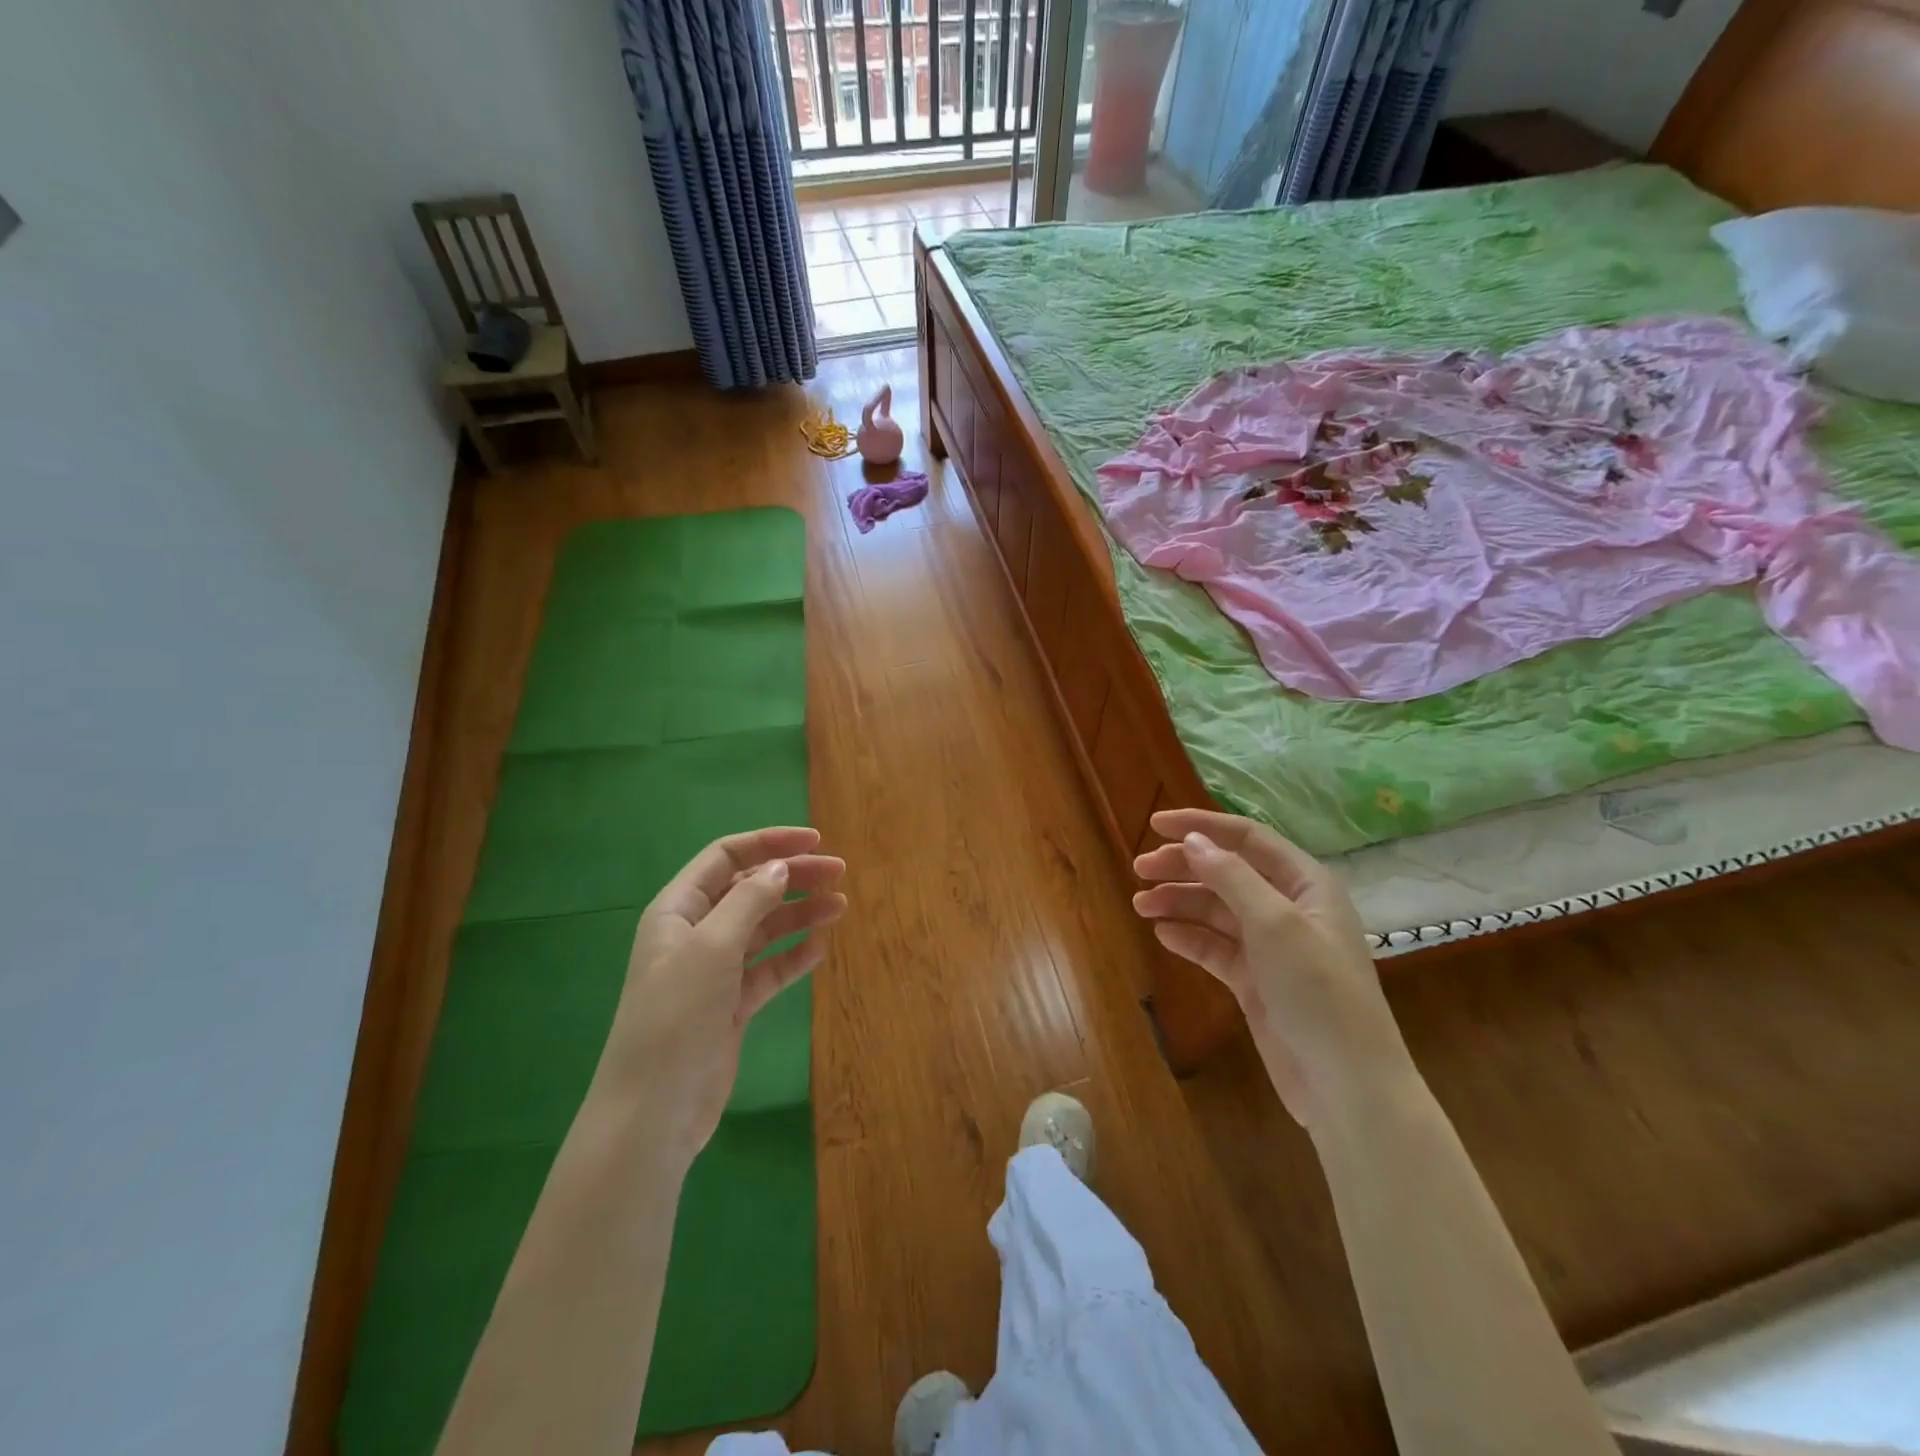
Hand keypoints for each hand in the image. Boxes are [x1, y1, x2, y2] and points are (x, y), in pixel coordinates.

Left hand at [604, 827, 846, 1160]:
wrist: (653, 1112)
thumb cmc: (675, 1018)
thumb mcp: (711, 949)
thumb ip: (748, 902)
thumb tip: (780, 867)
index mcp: (678, 910)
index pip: (726, 858)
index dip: (769, 843)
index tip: (815, 841)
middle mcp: (696, 933)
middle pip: (749, 890)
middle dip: (792, 877)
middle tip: (838, 874)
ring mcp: (714, 971)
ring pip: (763, 928)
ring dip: (799, 914)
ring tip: (839, 907)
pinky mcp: (731, 1005)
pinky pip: (768, 969)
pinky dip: (793, 956)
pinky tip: (819, 949)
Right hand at [1132, 809, 1408, 1125]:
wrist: (1346, 1087)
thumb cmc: (1318, 993)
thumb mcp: (1275, 925)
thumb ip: (1232, 877)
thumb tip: (1192, 840)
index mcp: (1305, 884)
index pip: (1247, 839)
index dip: (1201, 826)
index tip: (1154, 824)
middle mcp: (1288, 908)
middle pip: (1227, 873)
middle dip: (1183, 867)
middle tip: (1139, 869)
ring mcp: (1271, 947)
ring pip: (1216, 911)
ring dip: (1179, 903)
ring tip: (1140, 905)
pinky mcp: (1256, 982)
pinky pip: (1215, 948)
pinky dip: (1189, 938)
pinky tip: (1162, 934)